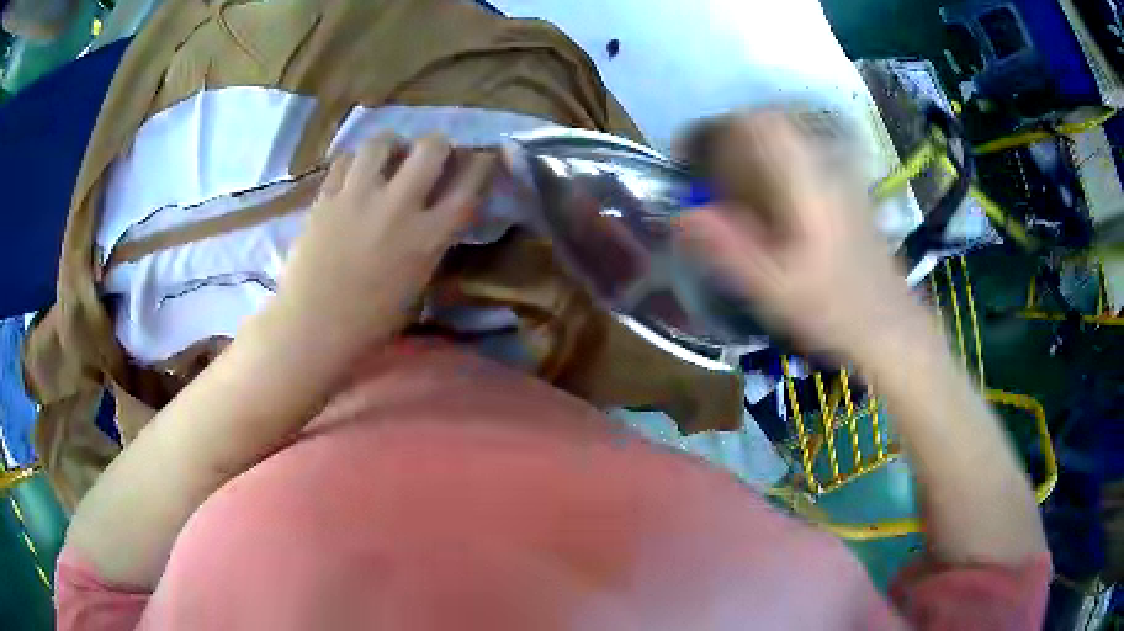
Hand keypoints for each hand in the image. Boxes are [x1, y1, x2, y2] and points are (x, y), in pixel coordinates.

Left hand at [273, 133, 495, 352]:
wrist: (314, 327)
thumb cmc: (370, 321)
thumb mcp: (417, 283)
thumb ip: (431, 243)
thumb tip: (436, 215)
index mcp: (429, 237)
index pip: (469, 185)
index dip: (480, 163)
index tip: (479, 156)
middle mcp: (399, 206)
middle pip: (431, 147)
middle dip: (436, 145)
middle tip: (428, 155)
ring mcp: (359, 196)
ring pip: (382, 142)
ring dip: (391, 145)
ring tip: (386, 158)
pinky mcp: (327, 196)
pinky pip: (344, 160)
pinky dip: (354, 162)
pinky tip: (353, 175)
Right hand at [677, 112, 927, 362]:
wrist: (892, 327)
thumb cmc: (835, 311)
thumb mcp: (774, 289)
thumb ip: (727, 249)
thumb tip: (679, 216)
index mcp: (806, 180)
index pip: (755, 123)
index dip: (713, 131)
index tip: (687, 159)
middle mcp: (825, 164)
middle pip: (768, 122)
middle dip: (728, 140)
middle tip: (706, 175)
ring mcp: (840, 172)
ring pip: (786, 137)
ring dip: (751, 150)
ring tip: (732, 186)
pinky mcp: (847, 187)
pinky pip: (803, 155)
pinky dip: (775, 164)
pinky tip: (769, 201)